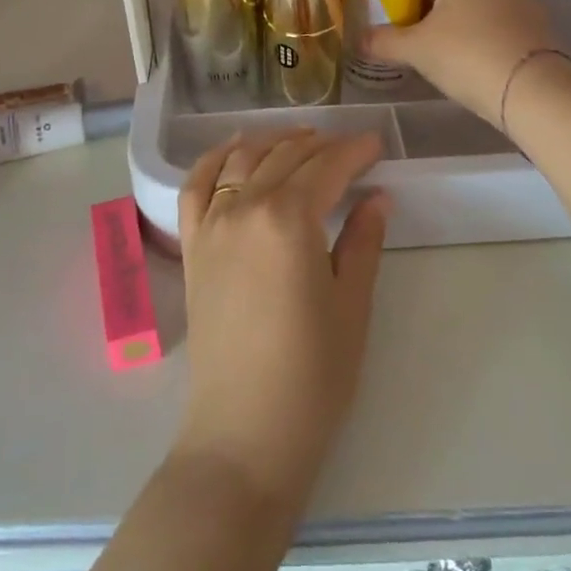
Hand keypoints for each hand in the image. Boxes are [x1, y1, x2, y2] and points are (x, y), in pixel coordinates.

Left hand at [173, 130, 388, 511]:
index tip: (376, 144)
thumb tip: (378, 197)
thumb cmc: (312, 374)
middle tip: (349, 147)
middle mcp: (244, 207)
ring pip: (242, 161)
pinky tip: (234, 149)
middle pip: (285, 158)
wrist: (243, 431)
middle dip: (321, 146)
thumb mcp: (351, 304)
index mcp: (288, 219)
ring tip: (300, 139)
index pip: (326, 167)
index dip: (354, 151)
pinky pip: (195, 185)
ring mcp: (211, 225)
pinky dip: (214, 159)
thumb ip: (363, 241)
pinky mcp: (192, 246)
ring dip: (273, 142)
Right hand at [364, 0, 555, 124]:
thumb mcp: (416, 49)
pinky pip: (495, 18)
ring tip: (429, 39)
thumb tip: (358, 39)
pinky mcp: (533, 25)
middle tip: (402, 17)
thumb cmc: (467, 53)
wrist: (533, 91)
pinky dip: (477, 30)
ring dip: (453, 13)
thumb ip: (383, 41)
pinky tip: (463, 55)